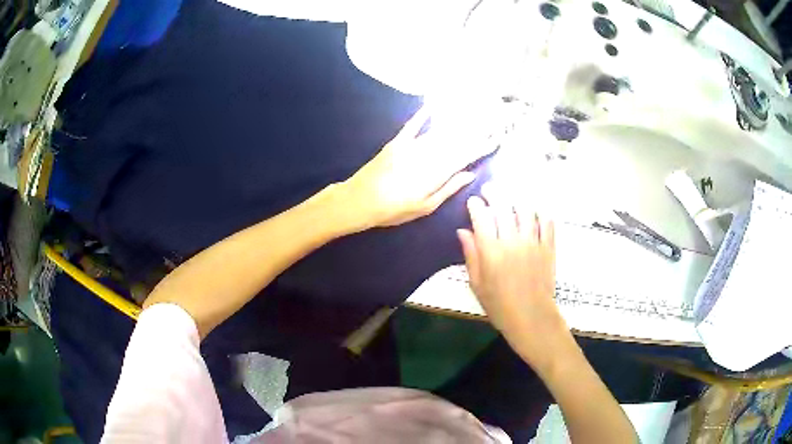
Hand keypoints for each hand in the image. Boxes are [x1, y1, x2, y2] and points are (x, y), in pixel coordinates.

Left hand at [340, 106, 497, 229]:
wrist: (359, 201)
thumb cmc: (393, 210)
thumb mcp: (425, 206)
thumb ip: (448, 188)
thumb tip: (470, 174)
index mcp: (436, 173)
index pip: (465, 157)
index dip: (481, 147)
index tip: (496, 139)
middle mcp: (428, 155)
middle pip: (456, 141)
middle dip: (476, 132)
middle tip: (493, 121)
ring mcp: (411, 146)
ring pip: (440, 133)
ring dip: (457, 124)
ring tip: (473, 114)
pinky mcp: (396, 142)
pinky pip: (412, 126)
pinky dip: (422, 116)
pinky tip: (431, 107)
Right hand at [457, 183, 568, 362]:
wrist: (531, 318)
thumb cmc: (499, 305)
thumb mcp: (477, 284)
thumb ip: (470, 255)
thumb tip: (463, 231)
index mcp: (491, 251)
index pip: (481, 217)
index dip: (476, 205)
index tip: (473, 201)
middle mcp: (512, 241)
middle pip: (503, 206)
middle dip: (494, 193)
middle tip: (490, 190)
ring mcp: (533, 242)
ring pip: (526, 209)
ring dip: (517, 199)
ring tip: (511, 197)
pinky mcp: (548, 247)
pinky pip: (547, 222)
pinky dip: (541, 212)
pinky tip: (535, 211)